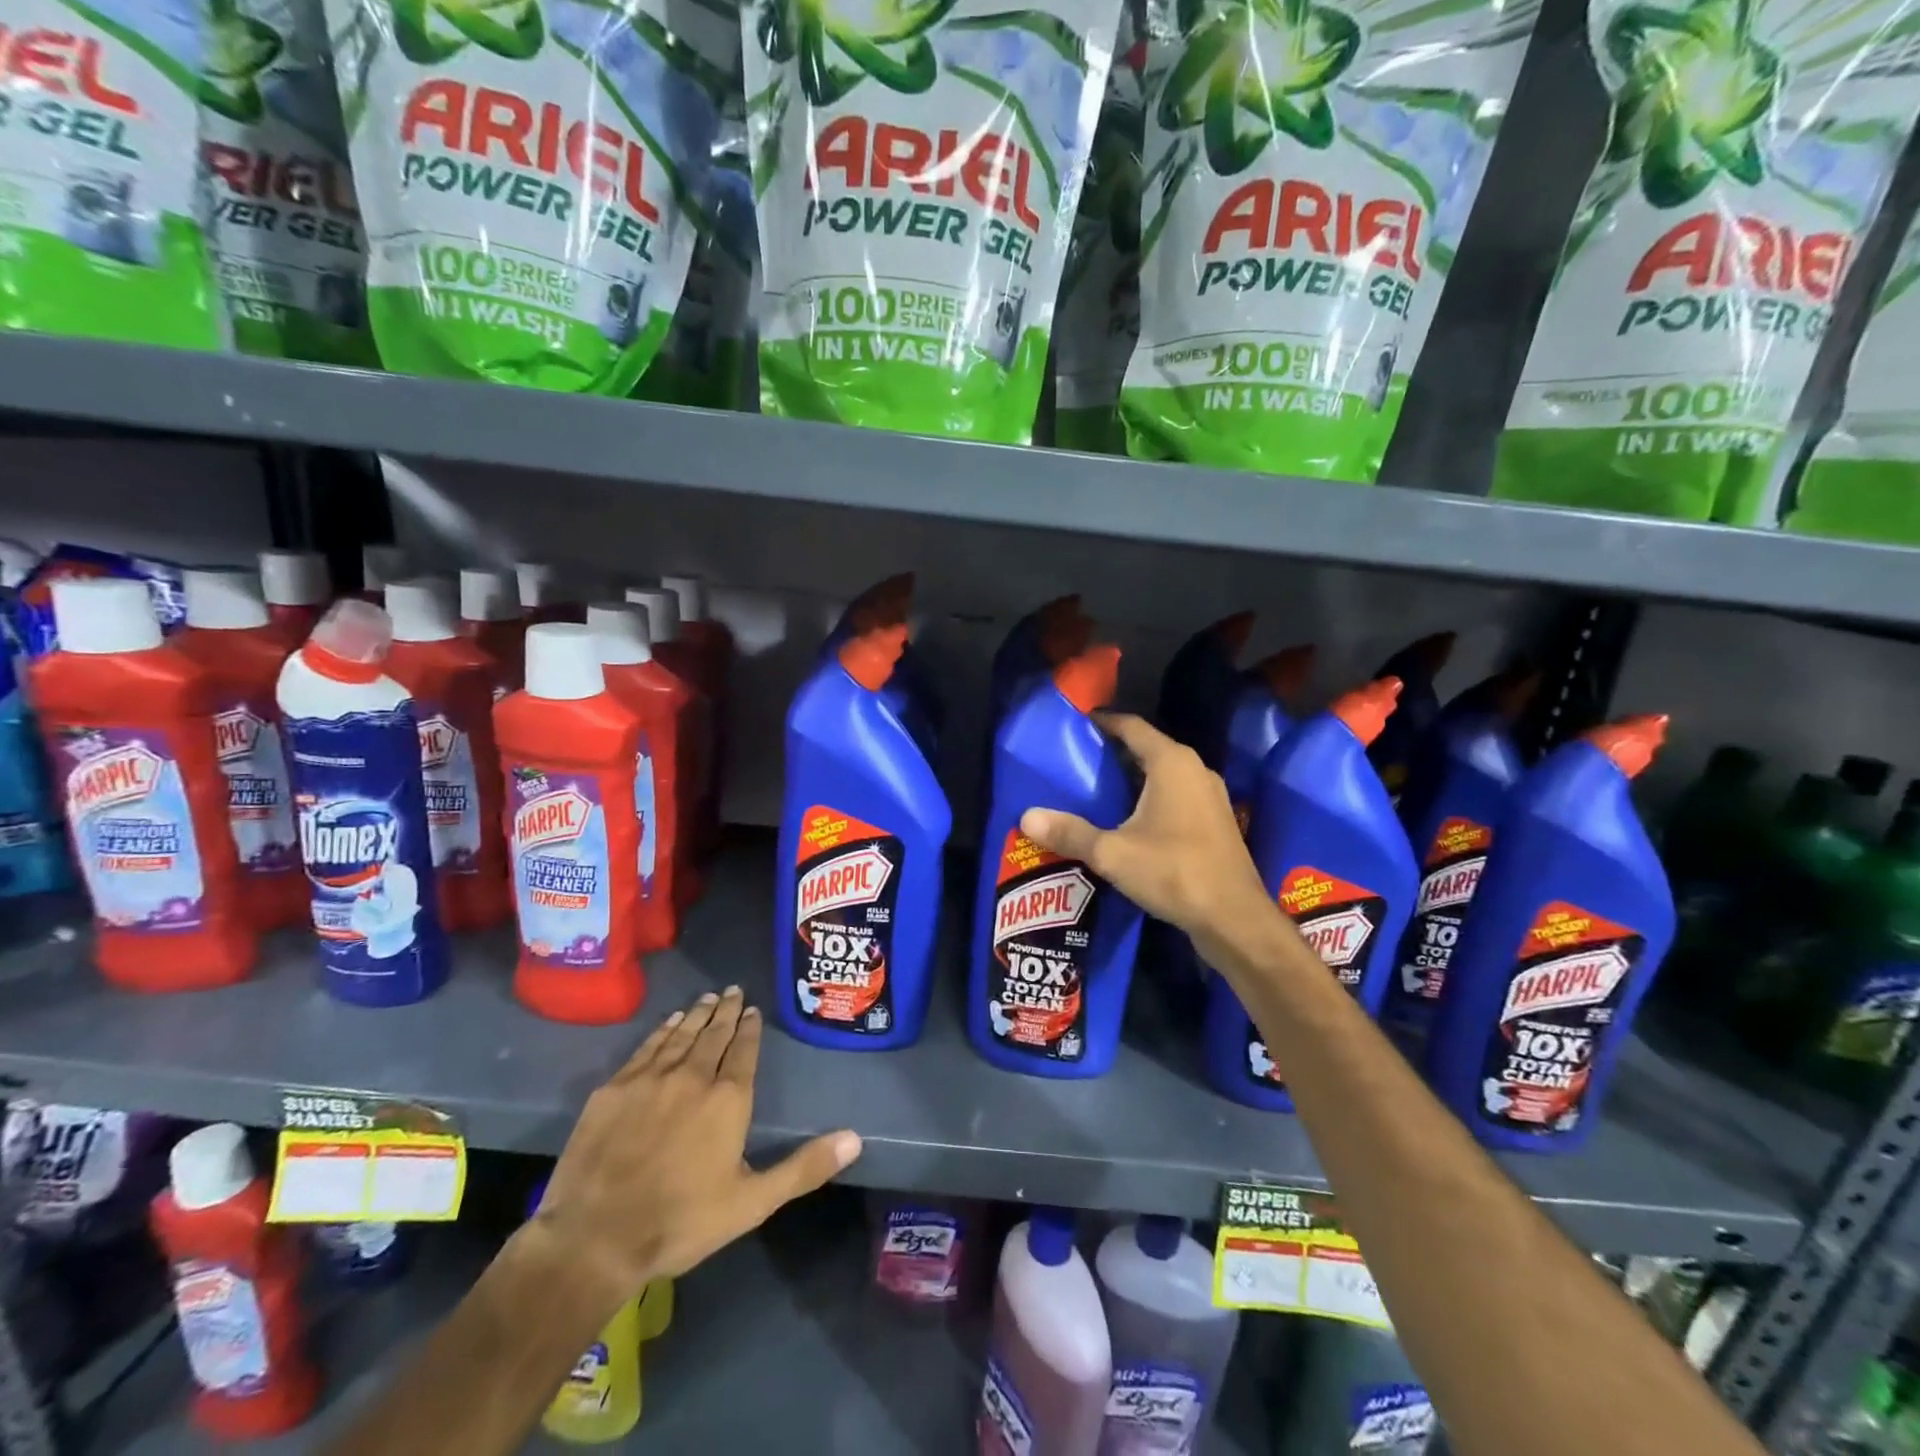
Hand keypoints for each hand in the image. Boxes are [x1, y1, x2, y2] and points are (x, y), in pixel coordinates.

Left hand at [531, 987, 861, 1302]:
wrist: (594, 1238)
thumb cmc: (681, 1222)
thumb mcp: (752, 1202)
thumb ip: (804, 1167)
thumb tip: (855, 1138)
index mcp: (728, 1099)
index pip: (743, 1050)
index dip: (749, 1028)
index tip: (752, 1010)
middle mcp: (692, 1076)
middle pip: (713, 1034)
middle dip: (725, 1011)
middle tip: (732, 991)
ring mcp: (649, 1078)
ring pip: (680, 1034)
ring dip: (695, 1014)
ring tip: (706, 998)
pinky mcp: (613, 1089)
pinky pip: (646, 1048)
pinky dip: (661, 1031)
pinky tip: (667, 1023)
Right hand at [1021, 713, 1270, 954]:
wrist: (1234, 919)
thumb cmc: (1174, 872)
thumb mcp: (1113, 853)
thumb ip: (1070, 833)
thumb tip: (1027, 817)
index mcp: (1172, 763)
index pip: (1132, 727)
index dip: (1103, 722)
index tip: (1075, 725)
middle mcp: (1195, 770)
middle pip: (1148, 748)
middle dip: (1114, 752)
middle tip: (1076, 761)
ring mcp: (1210, 797)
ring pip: (1164, 775)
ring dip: (1133, 778)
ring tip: (1096, 789)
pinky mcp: (1215, 822)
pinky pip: (1176, 797)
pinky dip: (1151, 799)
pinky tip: (1129, 821)